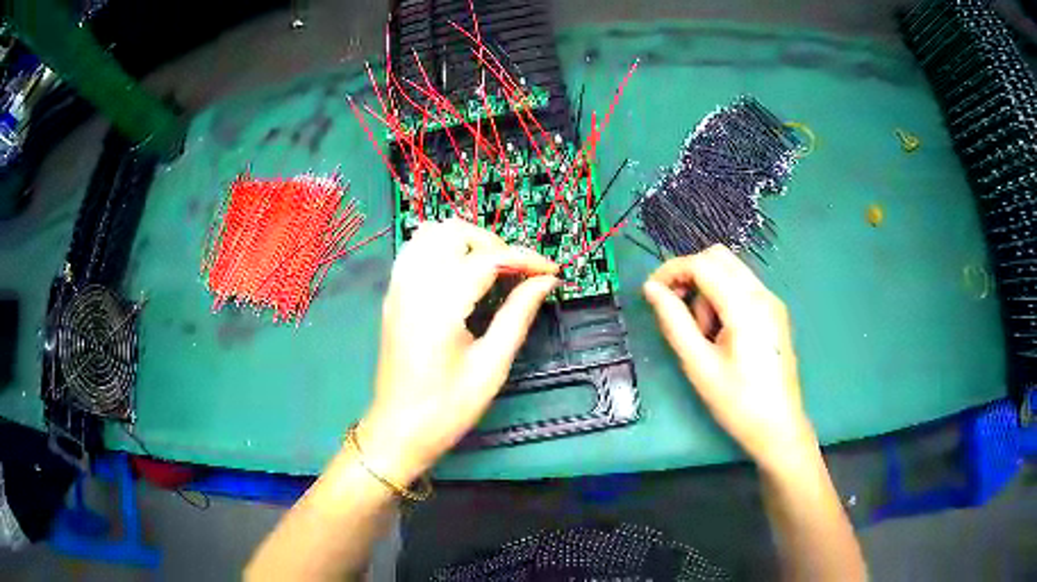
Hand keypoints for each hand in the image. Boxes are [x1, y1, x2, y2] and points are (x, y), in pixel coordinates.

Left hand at [359, 220, 558, 483]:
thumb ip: (518, 316)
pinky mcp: (392, 296)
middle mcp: (413, 286)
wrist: (398, 430)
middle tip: (516, 274)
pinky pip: (415, 251)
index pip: (488, 258)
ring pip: (430, 234)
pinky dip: (441, 249)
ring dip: (465, 242)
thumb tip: (545, 282)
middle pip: (453, 231)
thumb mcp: (491, 366)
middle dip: (492, 243)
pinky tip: (459, 276)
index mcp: (440, 305)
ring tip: (489, 271)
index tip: (551, 272)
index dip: (526, 259)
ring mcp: (397, 288)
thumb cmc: (447, 408)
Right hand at [642, 245, 814, 467]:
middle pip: (718, 257)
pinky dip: (723, 297)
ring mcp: (772, 301)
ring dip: (708, 288)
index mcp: (745, 305)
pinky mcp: (775, 312)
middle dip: (691, 275)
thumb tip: (651, 289)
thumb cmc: (737, 401)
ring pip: (730, 271)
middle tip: (676, 310)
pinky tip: (720, 333)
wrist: (778, 427)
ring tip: (704, 334)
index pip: (702, 264)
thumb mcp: (698, 364)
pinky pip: (742, 287)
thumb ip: (674, 321)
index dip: (671, 271)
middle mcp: (763, 294)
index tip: (651, 292)